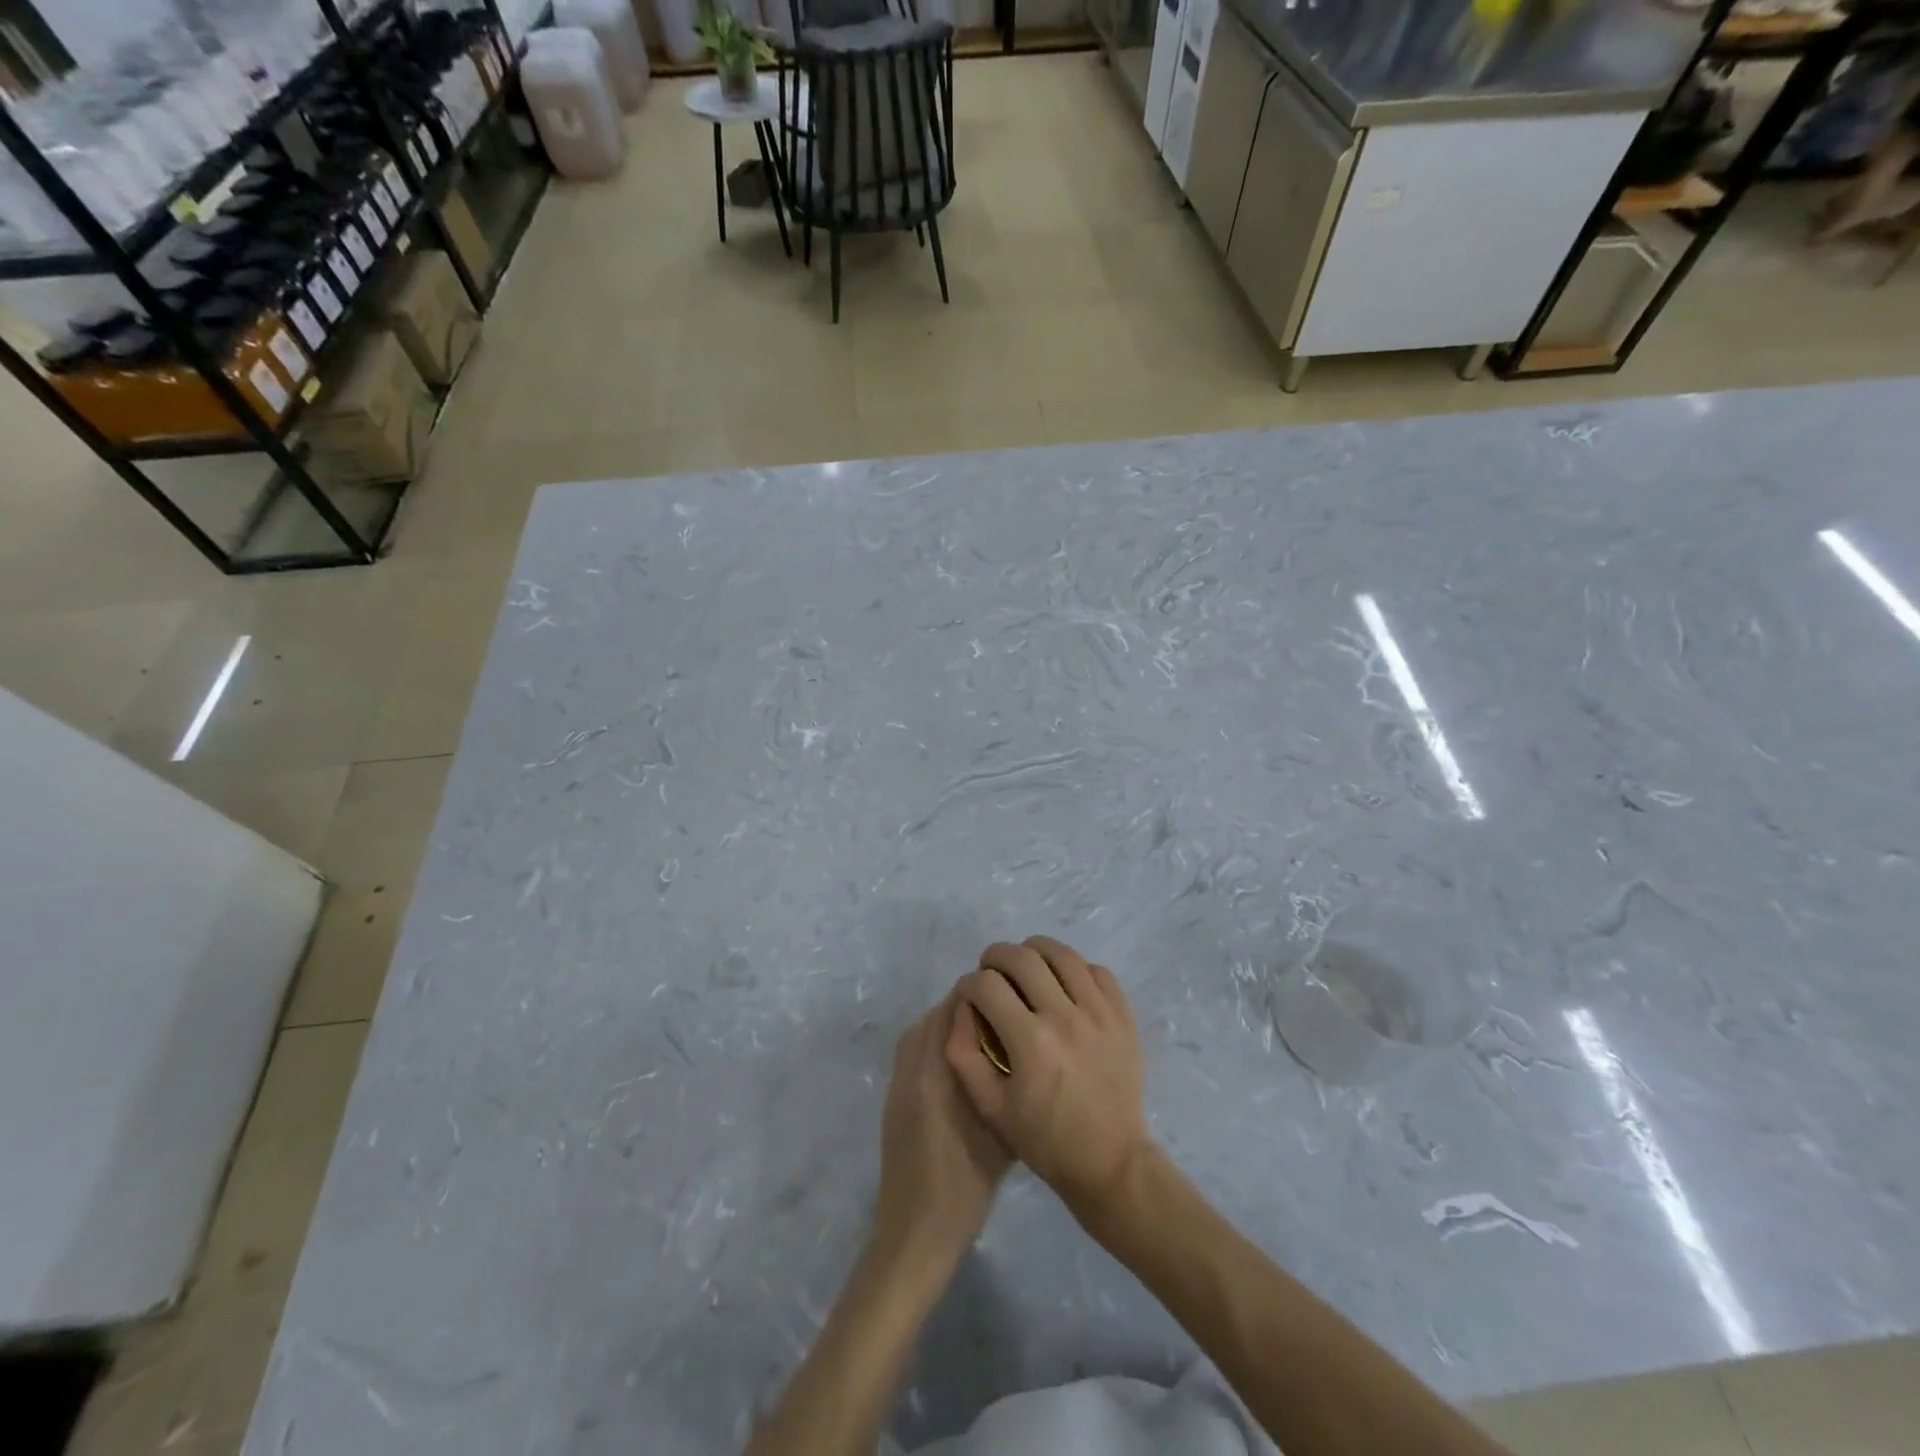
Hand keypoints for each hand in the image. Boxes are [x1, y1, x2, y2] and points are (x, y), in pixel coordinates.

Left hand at [874, 991, 1012, 1271]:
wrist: (916, 1232)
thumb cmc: (966, 1187)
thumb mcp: (1002, 1133)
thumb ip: (1005, 1081)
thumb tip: (1020, 1043)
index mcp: (937, 1072)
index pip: (954, 1007)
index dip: (984, 995)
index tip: (1013, 997)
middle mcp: (913, 1065)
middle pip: (937, 1013)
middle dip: (970, 1006)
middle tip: (1006, 1013)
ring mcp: (899, 1079)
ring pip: (924, 1028)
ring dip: (952, 1021)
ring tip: (988, 1032)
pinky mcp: (894, 1093)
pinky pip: (915, 1047)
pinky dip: (937, 1040)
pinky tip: (964, 1060)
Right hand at [945, 936, 1147, 1223]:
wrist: (1111, 1162)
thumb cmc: (1045, 1139)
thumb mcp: (990, 1107)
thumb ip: (964, 1054)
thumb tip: (960, 1008)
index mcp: (1030, 1042)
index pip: (987, 985)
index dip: (969, 984)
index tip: (969, 994)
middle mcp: (1065, 1017)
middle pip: (1022, 957)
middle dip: (996, 957)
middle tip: (991, 971)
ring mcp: (1099, 1013)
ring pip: (1062, 954)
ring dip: (1035, 951)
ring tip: (1025, 966)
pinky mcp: (1123, 1016)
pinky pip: (1097, 970)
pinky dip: (1074, 968)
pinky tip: (1063, 984)